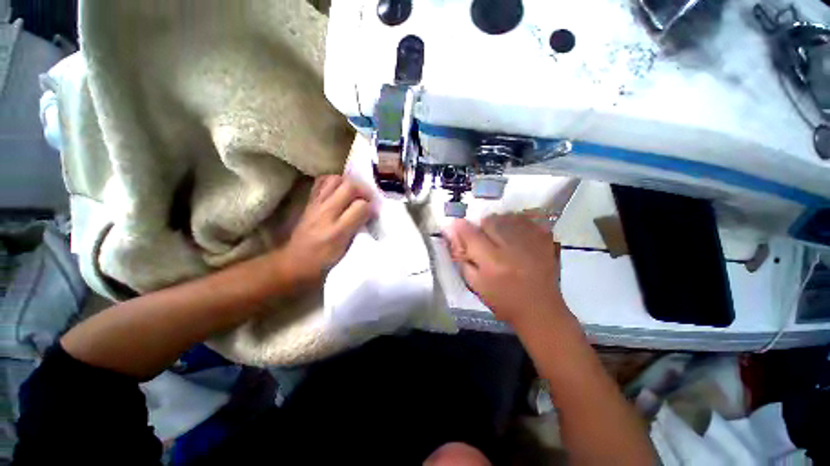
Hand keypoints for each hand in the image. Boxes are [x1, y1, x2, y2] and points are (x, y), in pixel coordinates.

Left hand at [281, 175, 372, 286]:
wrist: (295, 263)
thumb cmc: (324, 262)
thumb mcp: (346, 251)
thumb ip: (359, 229)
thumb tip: (370, 213)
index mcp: (337, 230)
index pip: (361, 206)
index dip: (372, 207)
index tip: (375, 213)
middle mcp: (326, 213)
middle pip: (349, 187)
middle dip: (363, 190)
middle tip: (368, 199)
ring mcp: (316, 205)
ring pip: (335, 180)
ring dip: (348, 183)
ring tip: (354, 194)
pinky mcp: (309, 202)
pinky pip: (321, 182)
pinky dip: (333, 182)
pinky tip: (339, 190)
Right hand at [444, 213, 564, 325]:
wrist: (540, 310)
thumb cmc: (502, 300)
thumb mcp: (475, 283)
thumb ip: (462, 258)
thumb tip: (452, 234)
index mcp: (492, 261)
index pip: (470, 233)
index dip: (459, 227)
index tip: (454, 226)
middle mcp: (512, 247)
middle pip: (489, 220)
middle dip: (480, 226)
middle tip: (481, 239)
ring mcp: (532, 240)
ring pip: (506, 216)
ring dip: (498, 223)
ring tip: (499, 238)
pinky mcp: (545, 238)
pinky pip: (525, 219)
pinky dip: (515, 223)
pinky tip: (514, 235)